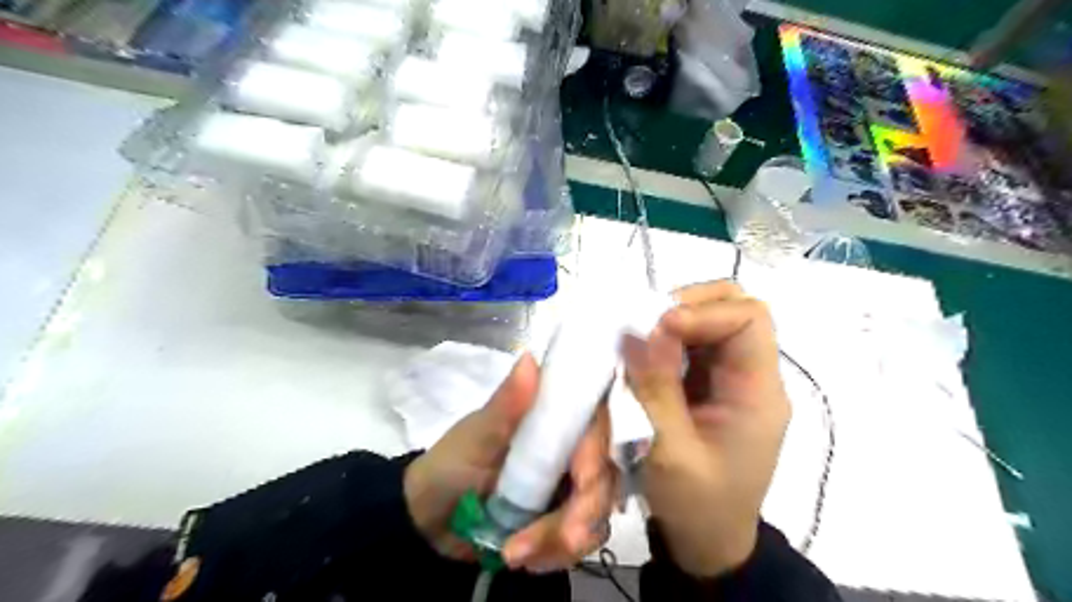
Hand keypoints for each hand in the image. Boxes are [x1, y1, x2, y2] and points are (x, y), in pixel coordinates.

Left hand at [404, 352, 620, 573]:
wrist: (430, 520)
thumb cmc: (451, 465)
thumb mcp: (477, 436)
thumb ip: (506, 405)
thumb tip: (529, 358)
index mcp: (549, 418)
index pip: (593, 424)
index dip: (595, 452)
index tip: (581, 480)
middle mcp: (567, 448)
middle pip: (604, 474)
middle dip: (583, 511)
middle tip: (558, 539)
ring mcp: (568, 485)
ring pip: (597, 512)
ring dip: (562, 540)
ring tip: (516, 552)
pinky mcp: (562, 518)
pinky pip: (581, 540)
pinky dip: (556, 556)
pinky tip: (524, 558)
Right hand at [626, 283, 789, 577]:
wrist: (709, 541)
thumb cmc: (697, 506)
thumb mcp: (671, 450)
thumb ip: (655, 388)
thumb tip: (636, 331)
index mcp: (759, 393)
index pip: (750, 320)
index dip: (704, 312)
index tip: (658, 328)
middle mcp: (752, 377)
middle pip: (735, 308)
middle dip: (689, 306)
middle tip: (647, 323)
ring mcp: (731, 379)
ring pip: (712, 321)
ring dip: (673, 321)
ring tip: (639, 337)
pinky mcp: (710, 385)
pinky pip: (693, 344)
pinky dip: (667, 339)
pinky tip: (644, 353)